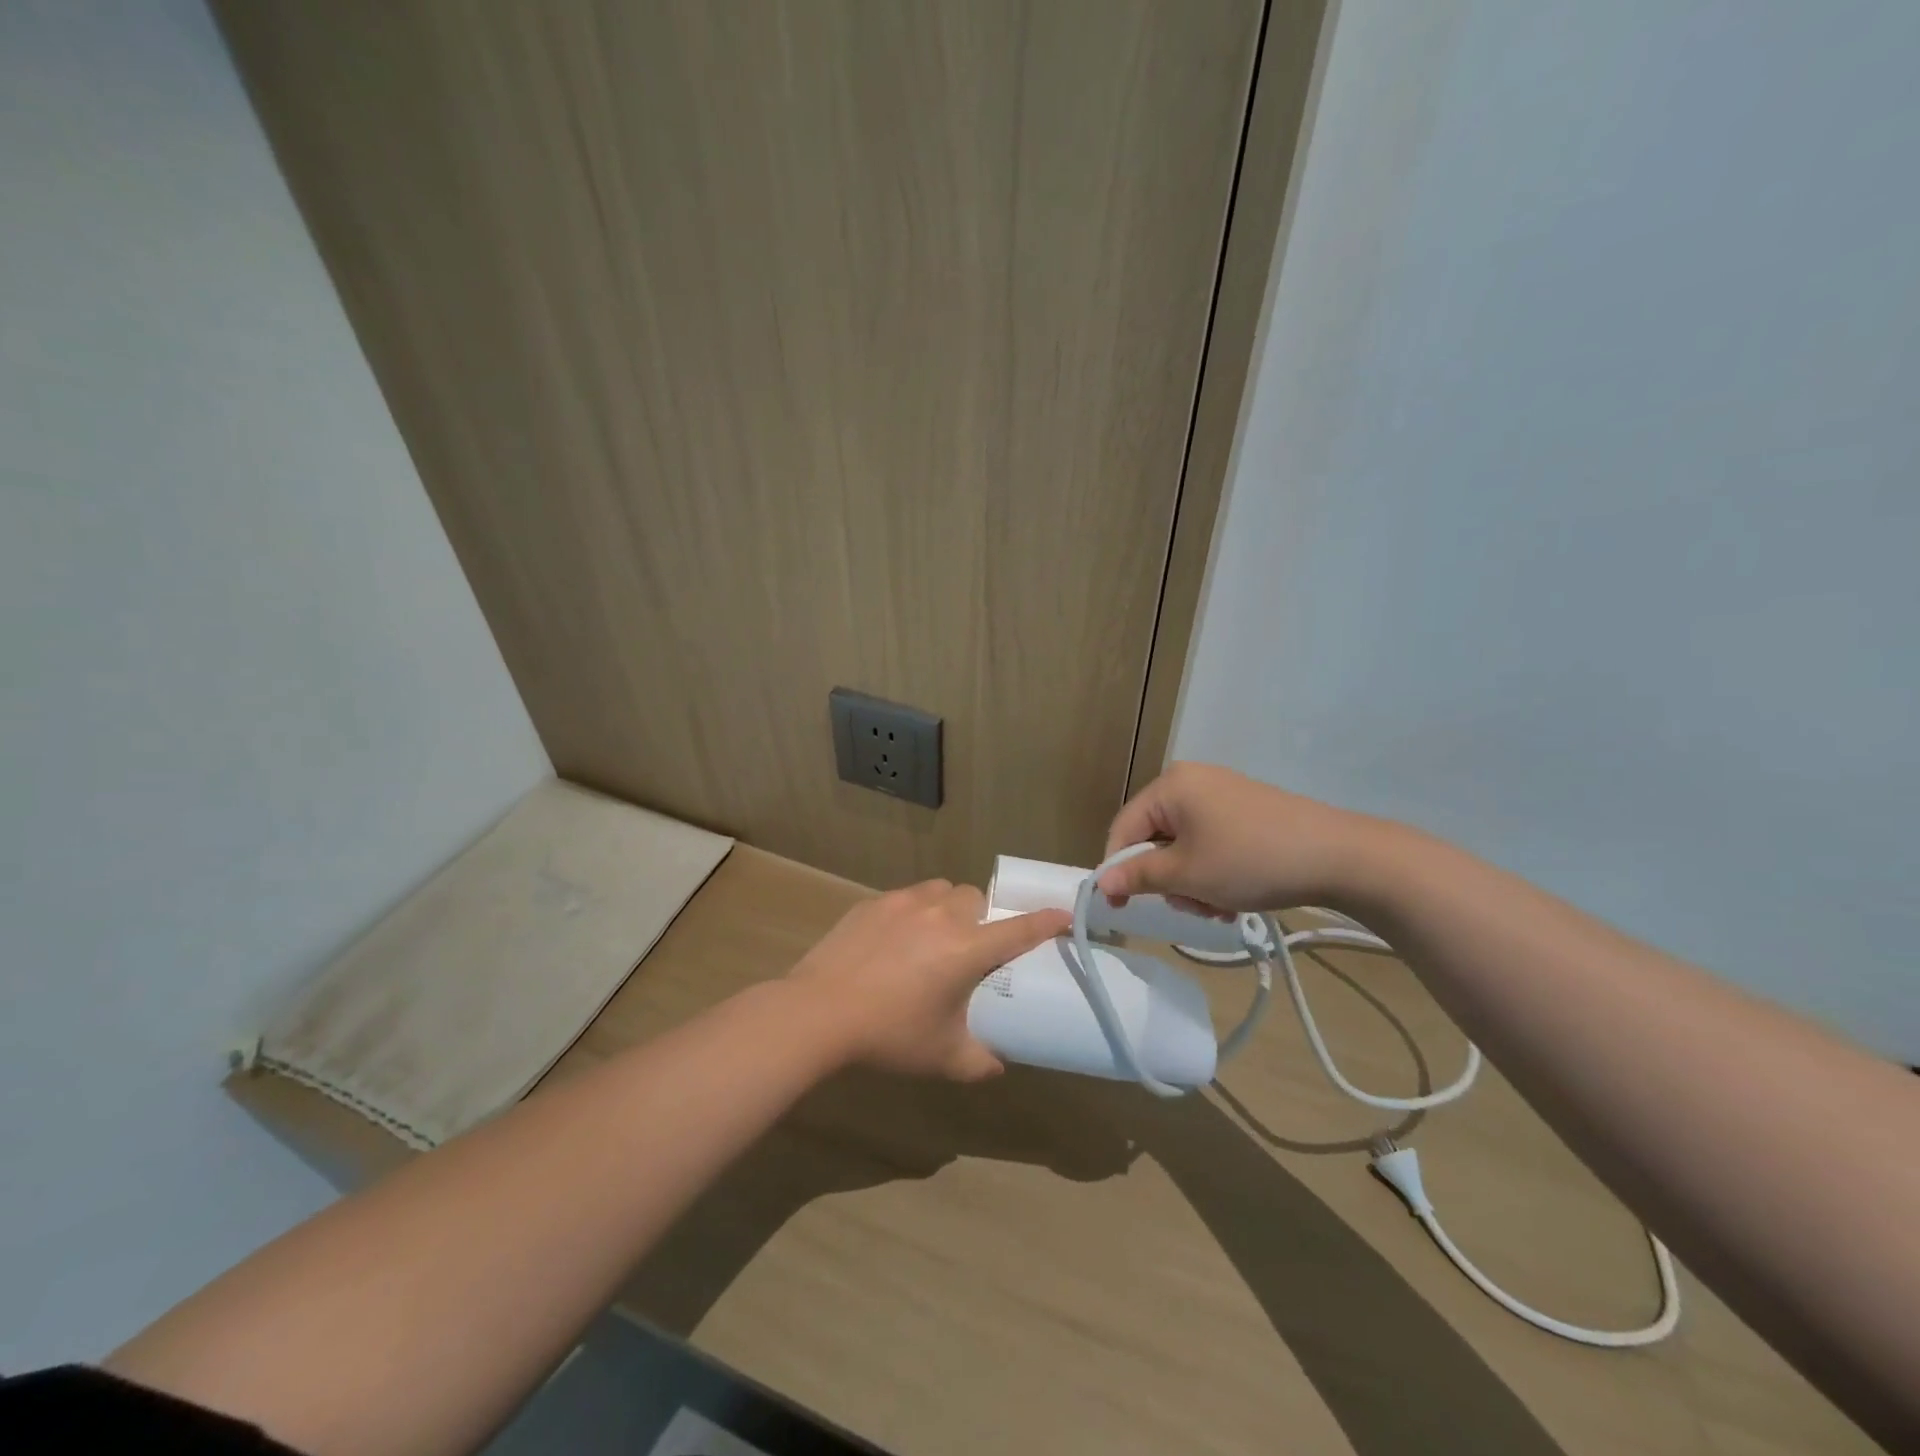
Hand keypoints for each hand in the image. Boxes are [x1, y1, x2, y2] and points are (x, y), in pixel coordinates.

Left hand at [786, 881, 1069, 1081]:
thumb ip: (980, 1061)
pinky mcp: (873, 902)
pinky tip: (895, 941)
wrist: (819, 1012)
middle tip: (971, 947)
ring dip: (949, 907)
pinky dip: (913, 912)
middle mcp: (941, 916)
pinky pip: (906, 897)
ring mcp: (904, 904)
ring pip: (941, 891)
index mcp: (966, 949)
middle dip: (982, 917)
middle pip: (976, 899)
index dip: (1047, 921)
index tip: (1064, 914)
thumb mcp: (942, 1057)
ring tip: (934, 937)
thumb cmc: (890, 1035)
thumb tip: (999, 1064)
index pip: (1019, 929)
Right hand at [1098, 762, 1376, 914]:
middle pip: (1154, 837)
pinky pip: (1210, 842)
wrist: (1339, 857)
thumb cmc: (1250, 860)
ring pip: (1183, 845)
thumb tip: (1102, 884)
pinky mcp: (1246, 811)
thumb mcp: (1187, 874)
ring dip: (1191, 882)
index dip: (1118, 869)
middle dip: (1166, 879)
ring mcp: (1222, 794)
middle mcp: (1192, 781)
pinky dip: (1213, 871)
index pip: (1123, 828)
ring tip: (1218, 907)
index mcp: (1170, 786)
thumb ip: (1138, 876)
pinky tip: (1234, 896)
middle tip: (1190, 906)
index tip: (1121, 907)